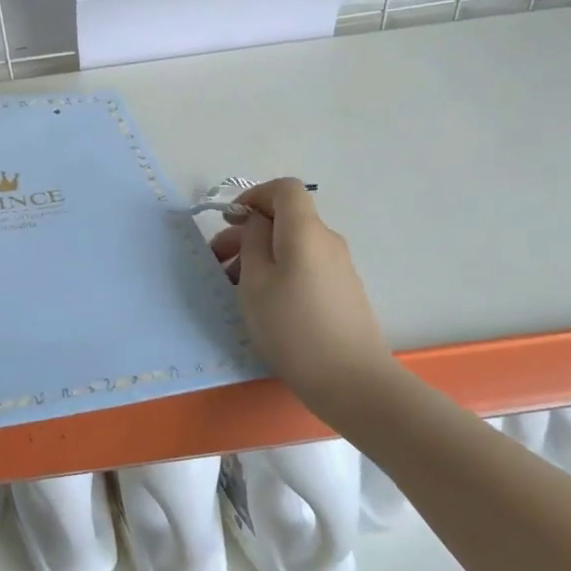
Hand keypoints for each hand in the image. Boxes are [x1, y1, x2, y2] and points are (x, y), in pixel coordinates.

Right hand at [208, 178, 389, 406]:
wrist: (352, 382)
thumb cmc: (293, 327)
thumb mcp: (255, 282)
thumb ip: (252, 243)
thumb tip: (258, 223)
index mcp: (305, 231)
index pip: (284, 189)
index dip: (255, 196)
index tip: (231, 220)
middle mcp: (327, 241)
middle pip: (286, 219)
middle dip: (249, 232)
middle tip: (218, 260)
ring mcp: (339, 267)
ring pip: (293, 245)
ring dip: (261, 255)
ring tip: (234, 287)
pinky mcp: (343, 291)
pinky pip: (306, 266)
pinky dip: (281, 271)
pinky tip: (264, 303)